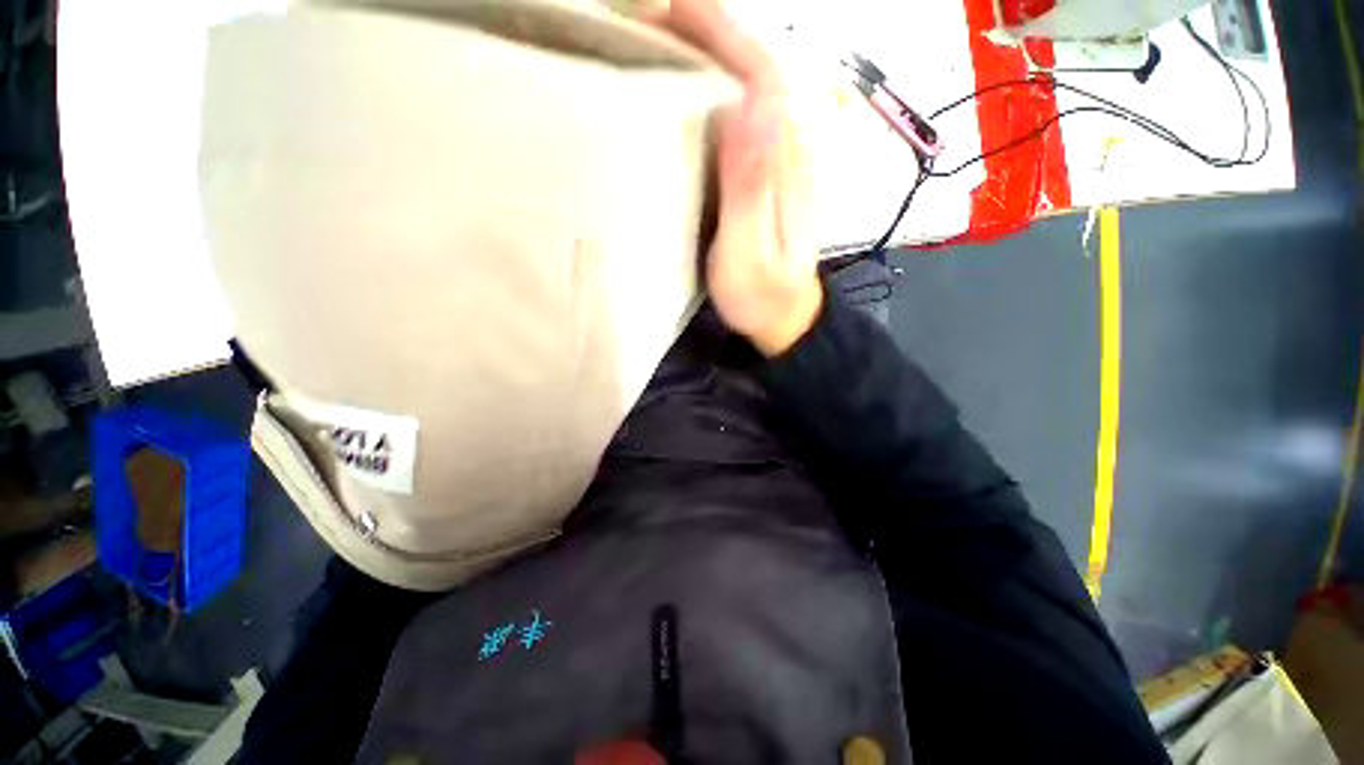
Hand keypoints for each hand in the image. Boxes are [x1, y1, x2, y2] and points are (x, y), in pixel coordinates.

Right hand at [647, 0, 822, 356]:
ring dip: (708, 57)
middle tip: (649, 18)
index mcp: (786, 163)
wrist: (785, 318)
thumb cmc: (762, 296)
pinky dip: (710, 95)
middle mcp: (787, 150)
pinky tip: (681, 95)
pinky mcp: (762, 178)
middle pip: (754, 73)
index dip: (723, 34)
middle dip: (709, 34)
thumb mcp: (751, 252)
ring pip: (747, 92)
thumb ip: (751, 188)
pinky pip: (739, 122)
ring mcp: (776, 163)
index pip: (761, 77)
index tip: (674, 7)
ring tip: (657, 42)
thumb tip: (749, 106)